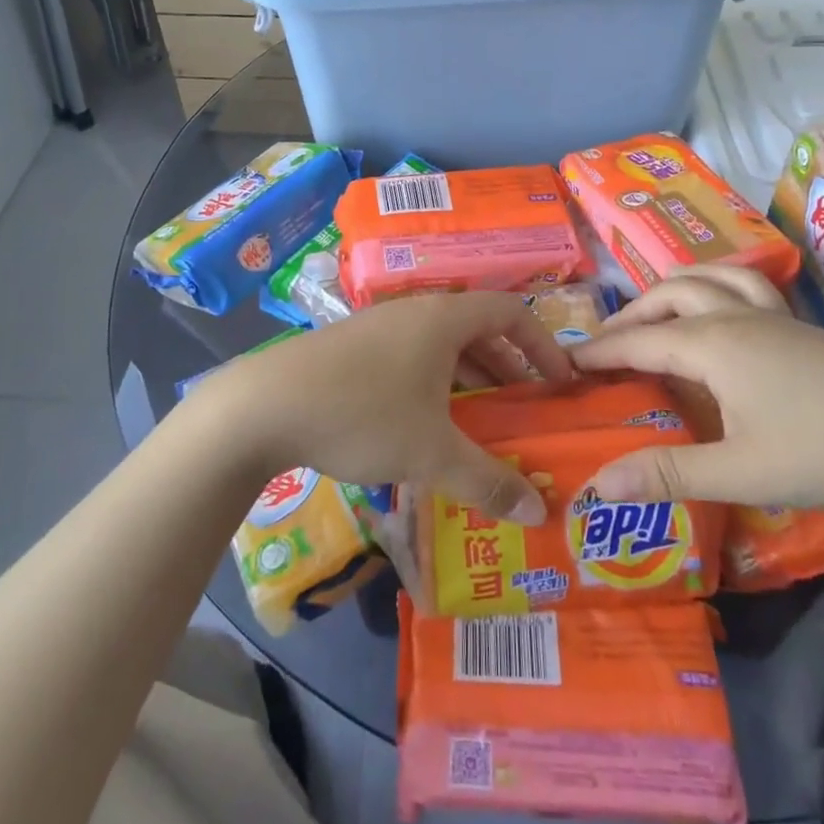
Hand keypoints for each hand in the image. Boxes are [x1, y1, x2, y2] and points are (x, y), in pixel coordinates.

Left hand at [197, 292, 572, 524]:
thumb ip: (488, 480)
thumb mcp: (431, 453)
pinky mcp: (351, 348)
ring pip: (440, 346)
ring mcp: (379, 327)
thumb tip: (539, 512)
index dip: (543, 344)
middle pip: (476, 329)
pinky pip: (410, 358)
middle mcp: (414, 312)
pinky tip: (424, 426)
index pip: (511, 311)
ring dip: (468, 379)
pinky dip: (433, 385)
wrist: (263, 405)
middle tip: (523, 409)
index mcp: (443, 319)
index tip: (560, 383)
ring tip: (480, 423)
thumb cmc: (362, 414)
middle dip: (506, 367)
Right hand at [573, 268, 823, 509]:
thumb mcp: (740, 471)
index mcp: (712, 344)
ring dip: (671, 288)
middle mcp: (734, 316)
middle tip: (607, 344)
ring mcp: (772, 315)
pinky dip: (716, 284)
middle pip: (667, 296)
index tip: (566, 360)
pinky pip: (745, 283)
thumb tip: (598, 485)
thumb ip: (667, 474)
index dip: (599, 350)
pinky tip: (725, 309)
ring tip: (656, 310)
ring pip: (708, 277)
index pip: (638, 340)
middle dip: (630, 314)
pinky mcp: (801, 325)